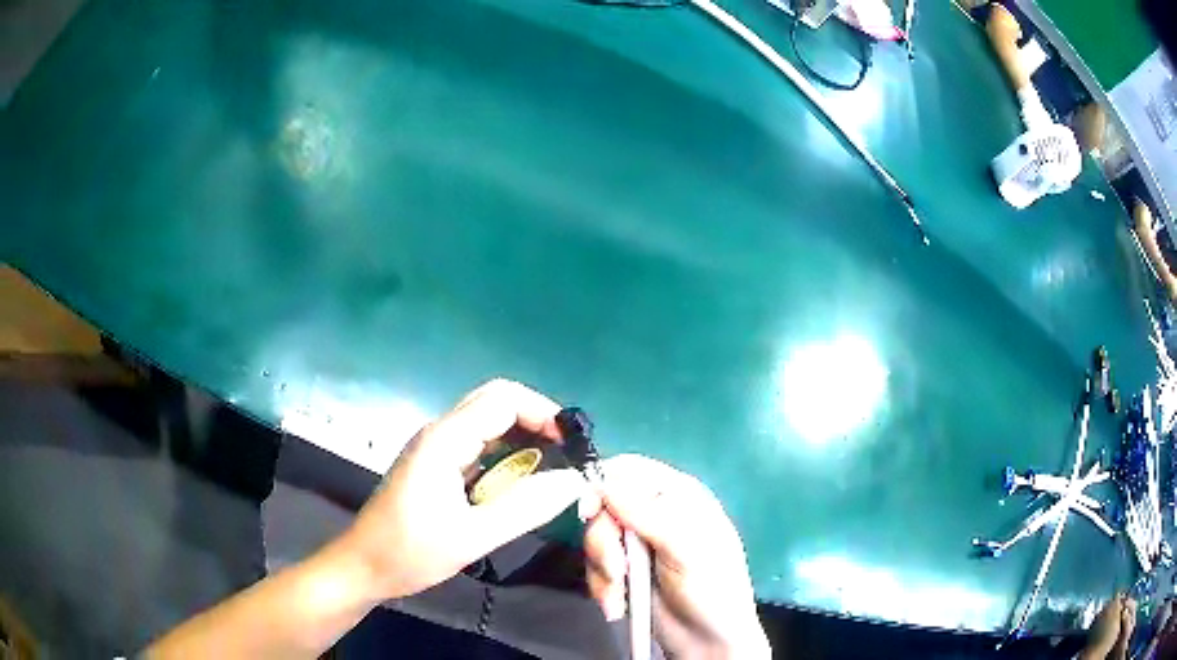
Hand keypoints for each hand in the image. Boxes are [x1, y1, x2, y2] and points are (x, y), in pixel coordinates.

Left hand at [340, 379, 587, 599]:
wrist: (362, 567)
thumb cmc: (409, 553)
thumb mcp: (472, 537)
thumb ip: (525, 508)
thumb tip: (574, 481)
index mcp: (444, 440)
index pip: (503, 399)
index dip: (543, 412)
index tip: (573, 445)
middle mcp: (439, 433)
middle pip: (495, 402)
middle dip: (535, 421)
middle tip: (565, 455)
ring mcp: (435, 449)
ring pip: (486, 424)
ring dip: (522, 439)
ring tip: (551, 471)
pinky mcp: (434, 466)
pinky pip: (477, 447)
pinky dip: (505, 457)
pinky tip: (519, 486)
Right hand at [582, 455, 769, 658]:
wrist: (706, 641)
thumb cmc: (710, 588)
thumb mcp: (686, 548)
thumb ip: (646, 514)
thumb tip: (602, 483)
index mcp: (679, 496)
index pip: (630, 470)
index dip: (603, 484)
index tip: (588, 512)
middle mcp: (655, 513)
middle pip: (604, 506)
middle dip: (604, 543)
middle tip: (618, 571)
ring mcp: (638, 543)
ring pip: (596, 538)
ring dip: (602, 571)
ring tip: (620, 596)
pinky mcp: (624, 570)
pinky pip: (595, 566)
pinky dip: (601, 586)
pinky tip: (617, 604)